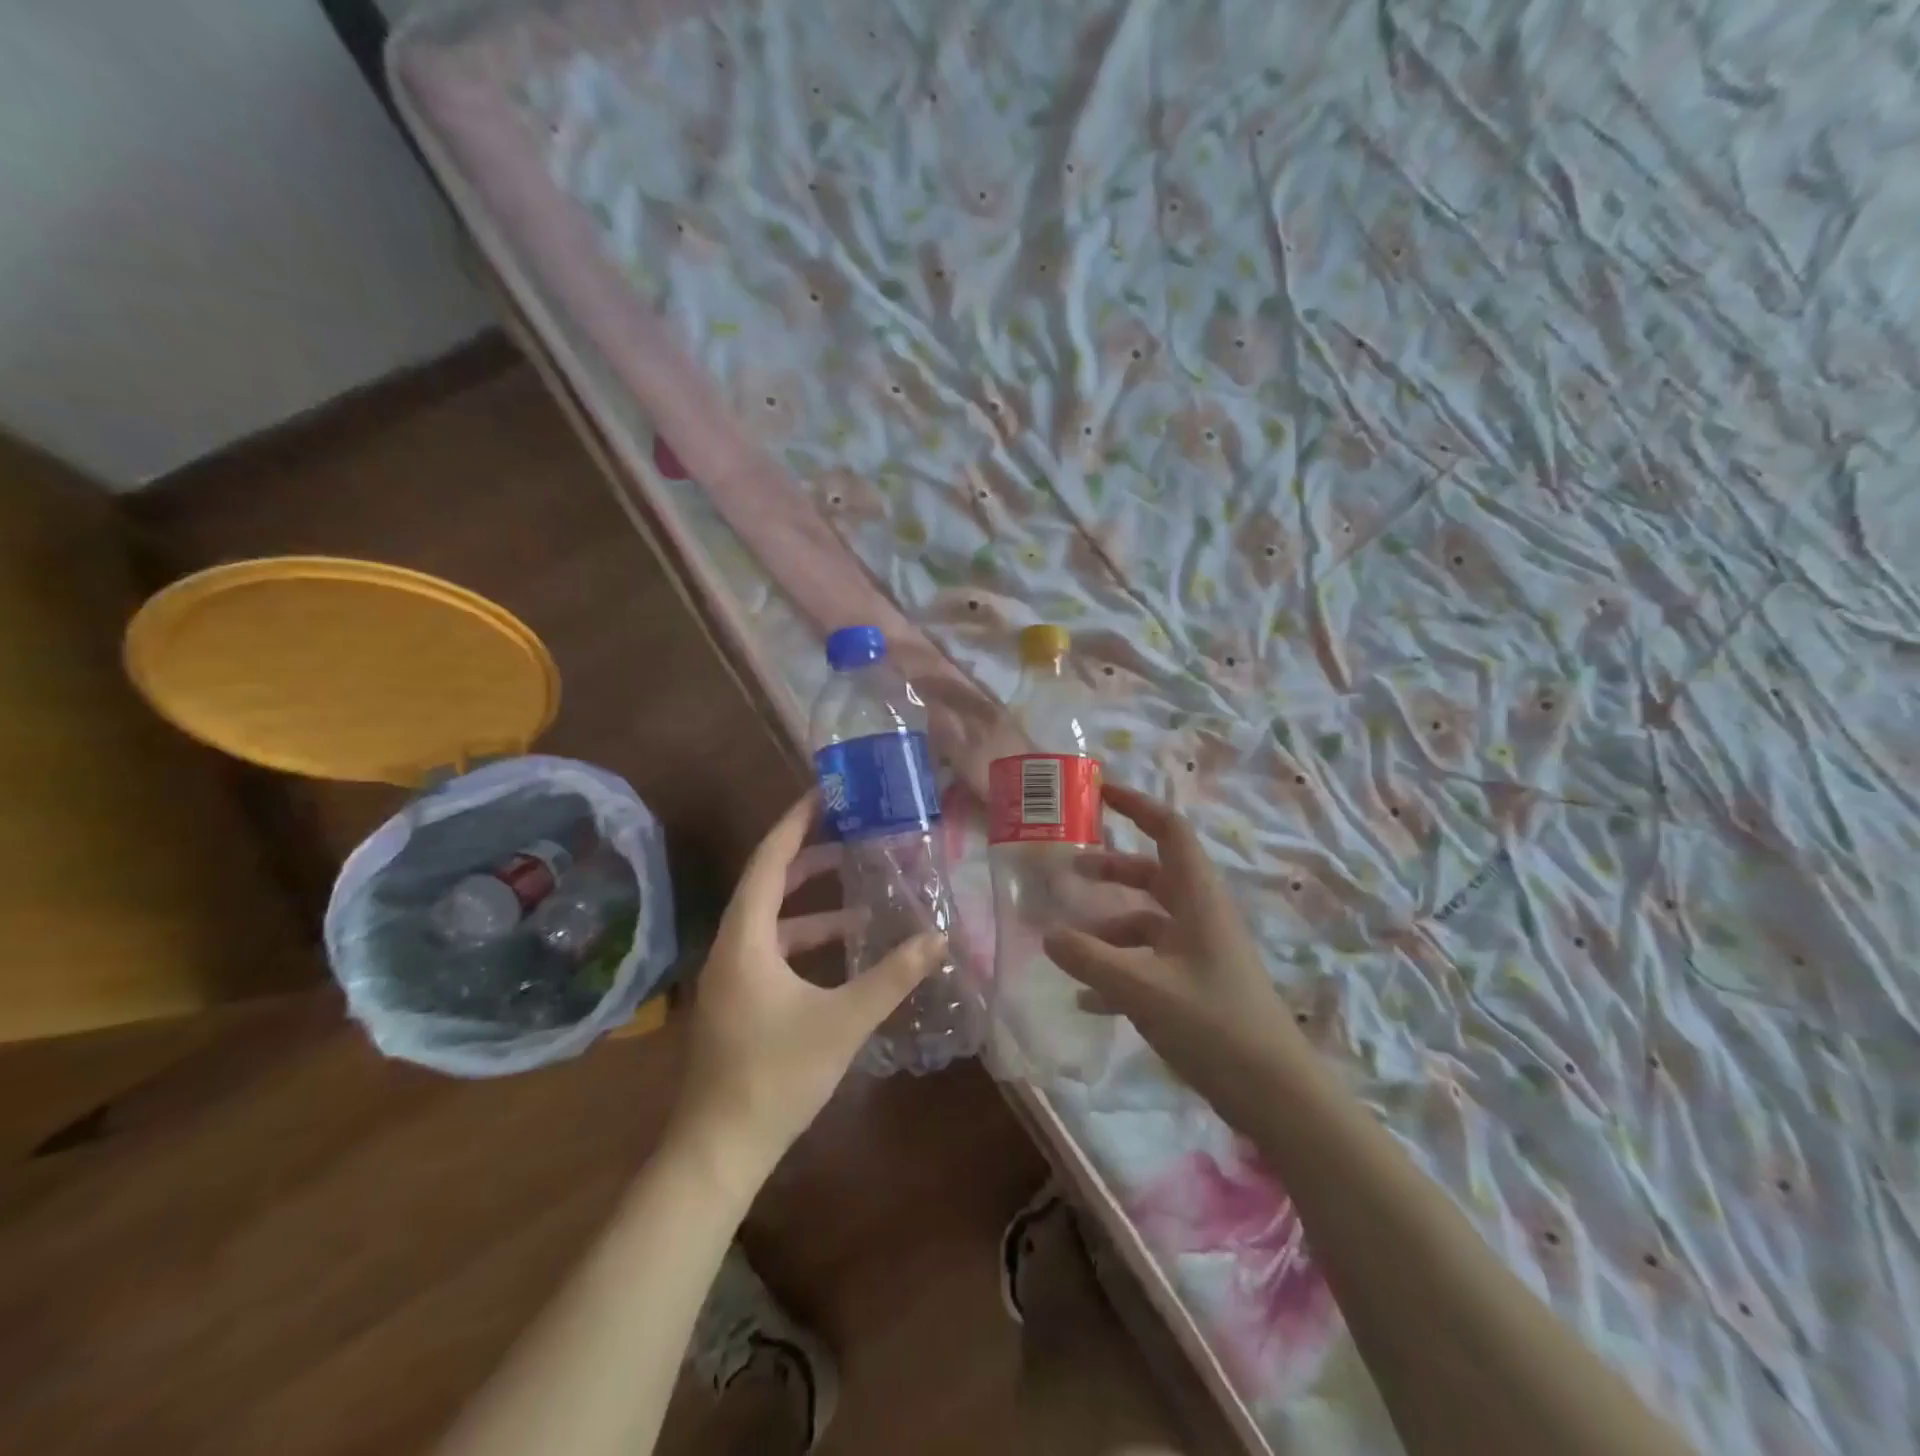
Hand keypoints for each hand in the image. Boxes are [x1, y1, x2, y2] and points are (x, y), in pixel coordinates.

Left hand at [669, 791, 944, 1193]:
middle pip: (769, 885)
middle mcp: (731, 947)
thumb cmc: (776, 1076)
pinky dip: (806, 942)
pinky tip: (844, 953)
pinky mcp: (738, 1001)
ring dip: (813, 906)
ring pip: (773, 922)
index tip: (823, 794)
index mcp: (746, 939)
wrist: (718, 1151)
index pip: (769, 862)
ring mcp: (731, 977)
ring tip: (861, 896)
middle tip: (851, 836)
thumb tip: (937, 937)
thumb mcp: (843, 1021)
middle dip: (809, 858)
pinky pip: (773, 951)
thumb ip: (892, 976)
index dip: (795, 823)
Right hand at [1043, 784, 1311, 1124]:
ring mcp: (1200, 953)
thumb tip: (1048, 934)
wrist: (1277, 1097)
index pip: (1170, 831)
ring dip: (1109, 924)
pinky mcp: (1198, 987)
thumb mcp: (1142, 989)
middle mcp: (1200, 917)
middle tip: (1069, 870)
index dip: (1137, 806)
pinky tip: (1088, 999)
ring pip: (1148, 921)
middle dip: (1112, 869)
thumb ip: (1090, 959)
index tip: (1099, 793)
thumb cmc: (1214, 1026)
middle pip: (1154, 874)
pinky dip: (1119, 968)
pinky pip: (1150, 963)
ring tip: (1067, 940)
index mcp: (1198, 900)